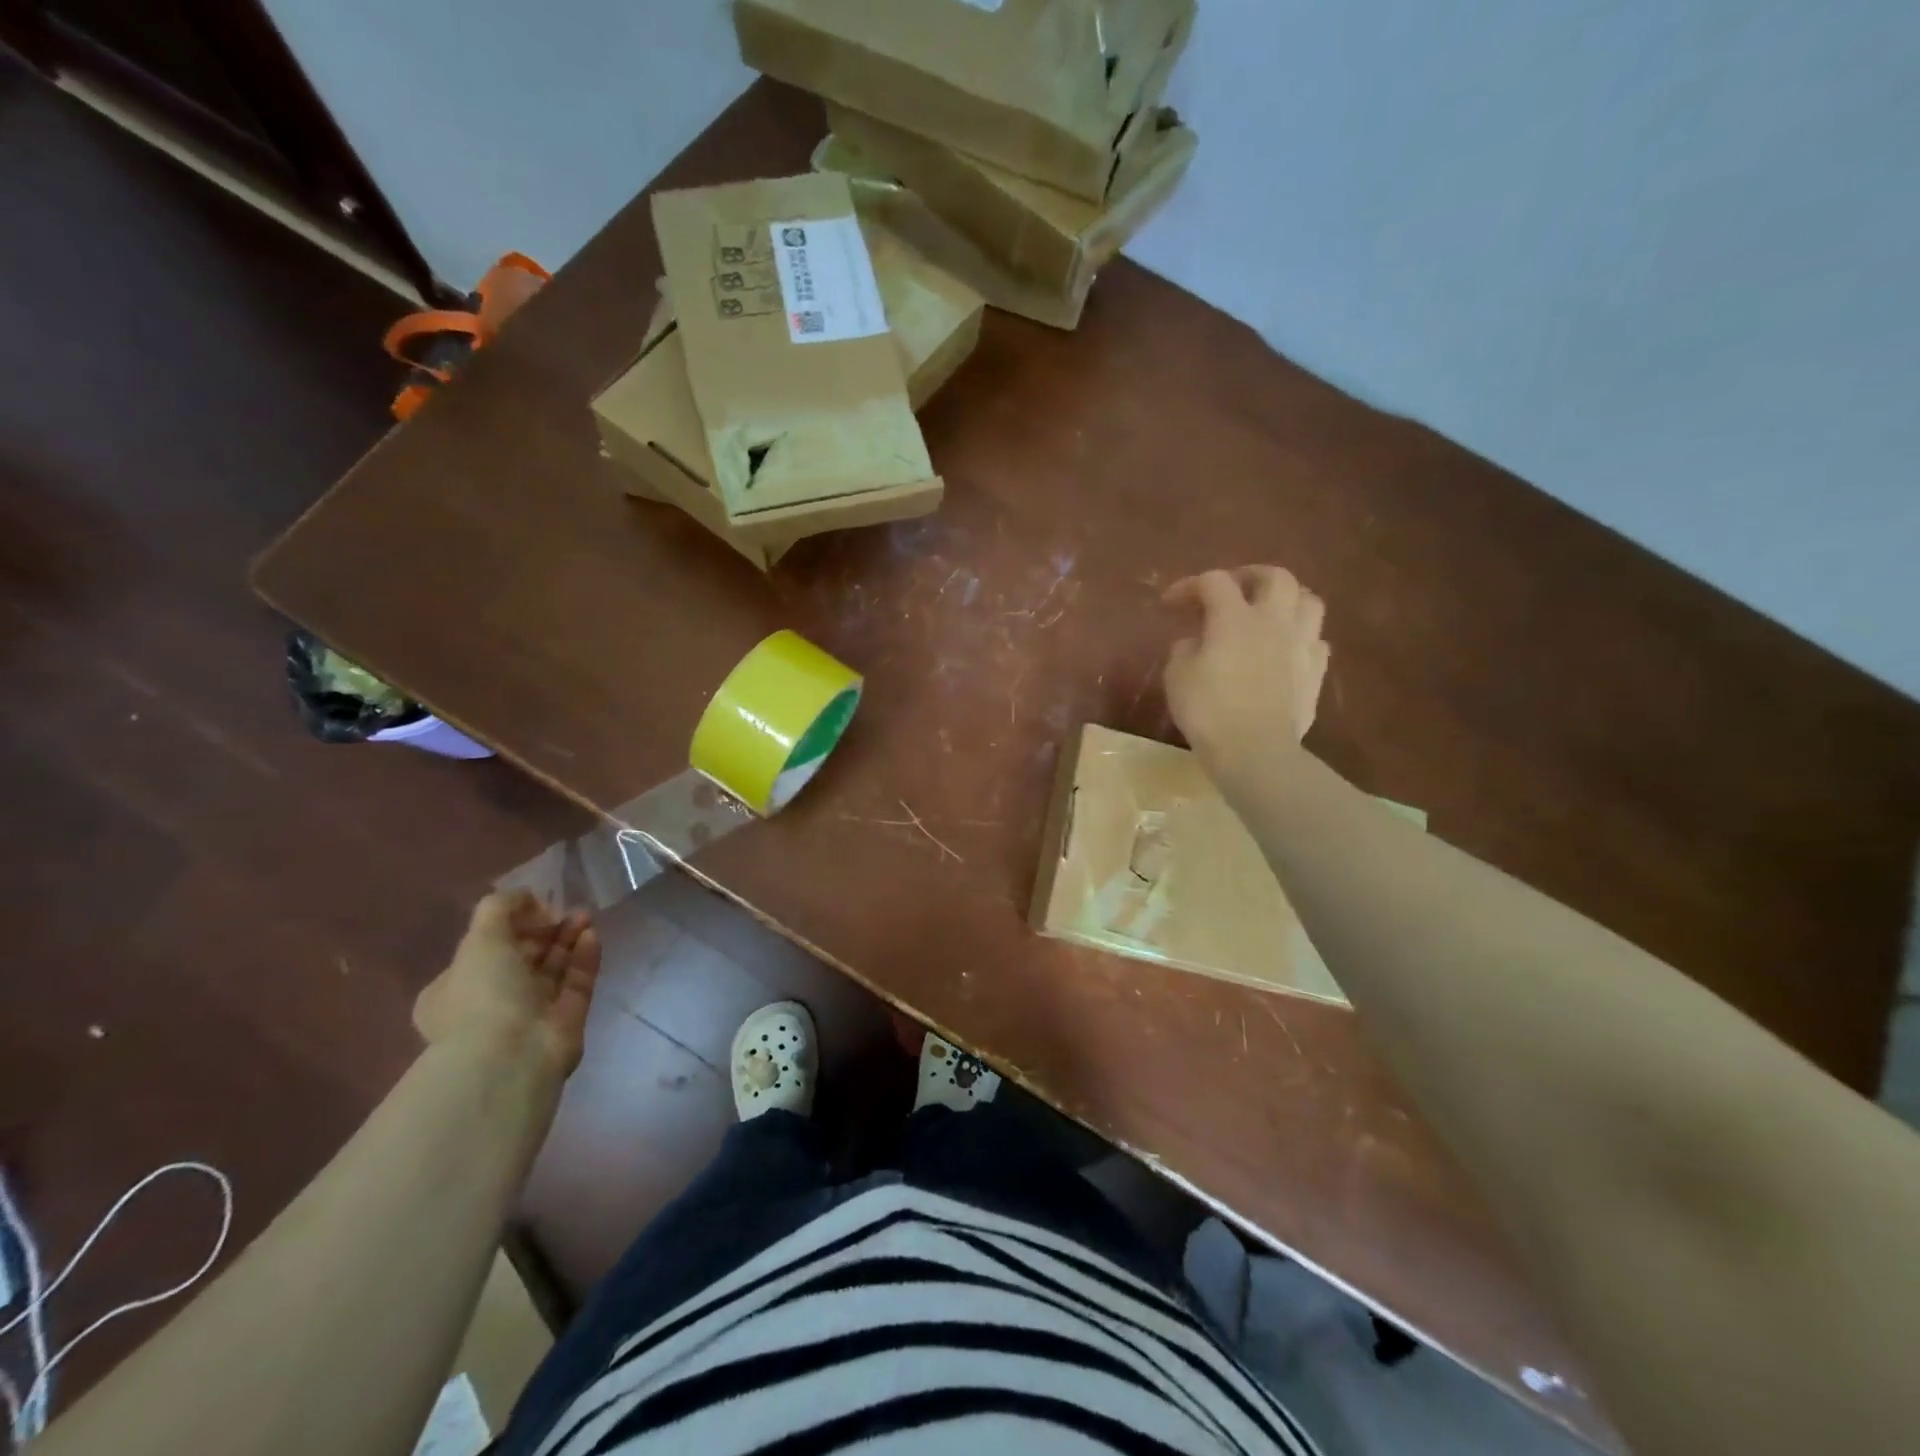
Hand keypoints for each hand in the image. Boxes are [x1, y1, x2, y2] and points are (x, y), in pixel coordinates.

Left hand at [414, 892, 601, 1078]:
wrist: (512, 1055)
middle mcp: (491, 1002)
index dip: (510, 924)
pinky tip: (592, 935)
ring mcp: (531, 1013)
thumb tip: (526, 896)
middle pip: (524, 955)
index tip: (532, 907)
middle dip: (546, 928)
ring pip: (554, 967)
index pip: (485, 949)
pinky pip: (576, 982)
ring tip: (585, 915)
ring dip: (569, 937)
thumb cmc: (483, 995)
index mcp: (455, 989)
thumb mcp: (479, 939)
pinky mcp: (566, 1019)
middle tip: (565, 909)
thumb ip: (500, 907)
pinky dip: (584, 957)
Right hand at [1163, 566, 1329, 785]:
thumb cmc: (1208, 710)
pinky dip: (1301, 636)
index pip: (1213, 582)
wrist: (1255, 750)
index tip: (1170, 603)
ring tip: (1268, 613)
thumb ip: (1185, 649)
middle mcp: (1273, 620)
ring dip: (1286, 600)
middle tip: (1231, 590)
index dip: (1190, 586)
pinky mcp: (1316, 671)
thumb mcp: (1177, 676)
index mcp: (1234, 617)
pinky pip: (1316, 640)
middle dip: (1250, 576)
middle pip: (1275, 577)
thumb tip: (1196, 641)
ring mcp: (1301, 644)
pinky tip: (1287, 649)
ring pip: (1308, 601)